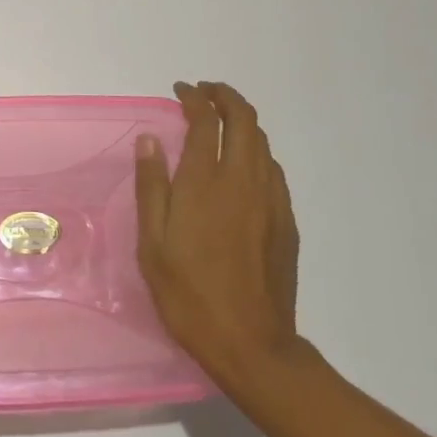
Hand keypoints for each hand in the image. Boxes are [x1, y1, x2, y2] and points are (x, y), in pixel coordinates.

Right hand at [137, 81, 304, 392]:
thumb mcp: (152, 243)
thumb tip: (151, 139)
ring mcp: (271, 201)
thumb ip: (151, 186)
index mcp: (206, 183)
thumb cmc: (189, 294)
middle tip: (204, 94)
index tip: (181, 91)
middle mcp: (243, 181)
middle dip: (225, 97)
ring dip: (242, 122)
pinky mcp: (286, 222)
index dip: (194, 98)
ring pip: (263, 143)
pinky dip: (256, 152)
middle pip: (245, 120)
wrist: (251, 345)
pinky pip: (273, 170)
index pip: (206, 121)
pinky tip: (242, 168)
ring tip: (221, 125)